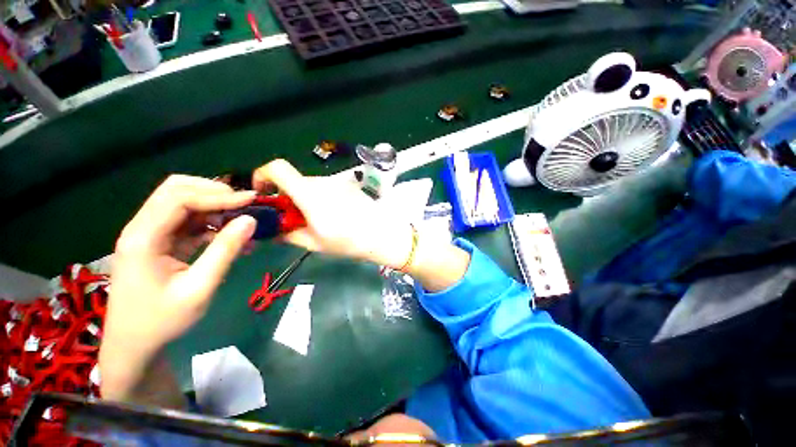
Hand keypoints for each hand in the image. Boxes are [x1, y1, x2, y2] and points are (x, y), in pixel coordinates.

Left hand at [100, 175, 256, 401]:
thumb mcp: (200, 288)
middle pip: (176, 190)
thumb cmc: (163, 321)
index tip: (251, 200)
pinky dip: (210, 222)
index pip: (180, 198)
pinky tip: (230, 235)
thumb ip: (225, 251)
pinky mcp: (158, 242)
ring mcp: (148, 234)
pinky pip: (186, 221)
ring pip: (181, 202)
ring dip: (213, 206)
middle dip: (213, 192)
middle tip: (244, 204)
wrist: (134, 345)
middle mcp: (141, 228)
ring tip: (241, 219)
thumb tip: (250, 220)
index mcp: (143, 238)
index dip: (218, 195)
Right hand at [253, 159, 414, 267]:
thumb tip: (273, 230)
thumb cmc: (348, 242)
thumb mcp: (314, 243)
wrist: (382, 235)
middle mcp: (322, 182)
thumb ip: (288, 234)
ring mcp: (337, 183)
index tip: (263, 193)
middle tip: (293, 220)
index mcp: (309, 194)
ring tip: (316, 221)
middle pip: (293, 181)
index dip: (263, 175)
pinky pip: (325, 188)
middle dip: (286, 198)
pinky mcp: (348, 186)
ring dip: (304, 200)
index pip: (278, 168)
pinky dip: (319, 199)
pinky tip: (332, 215)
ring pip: (309, 186)